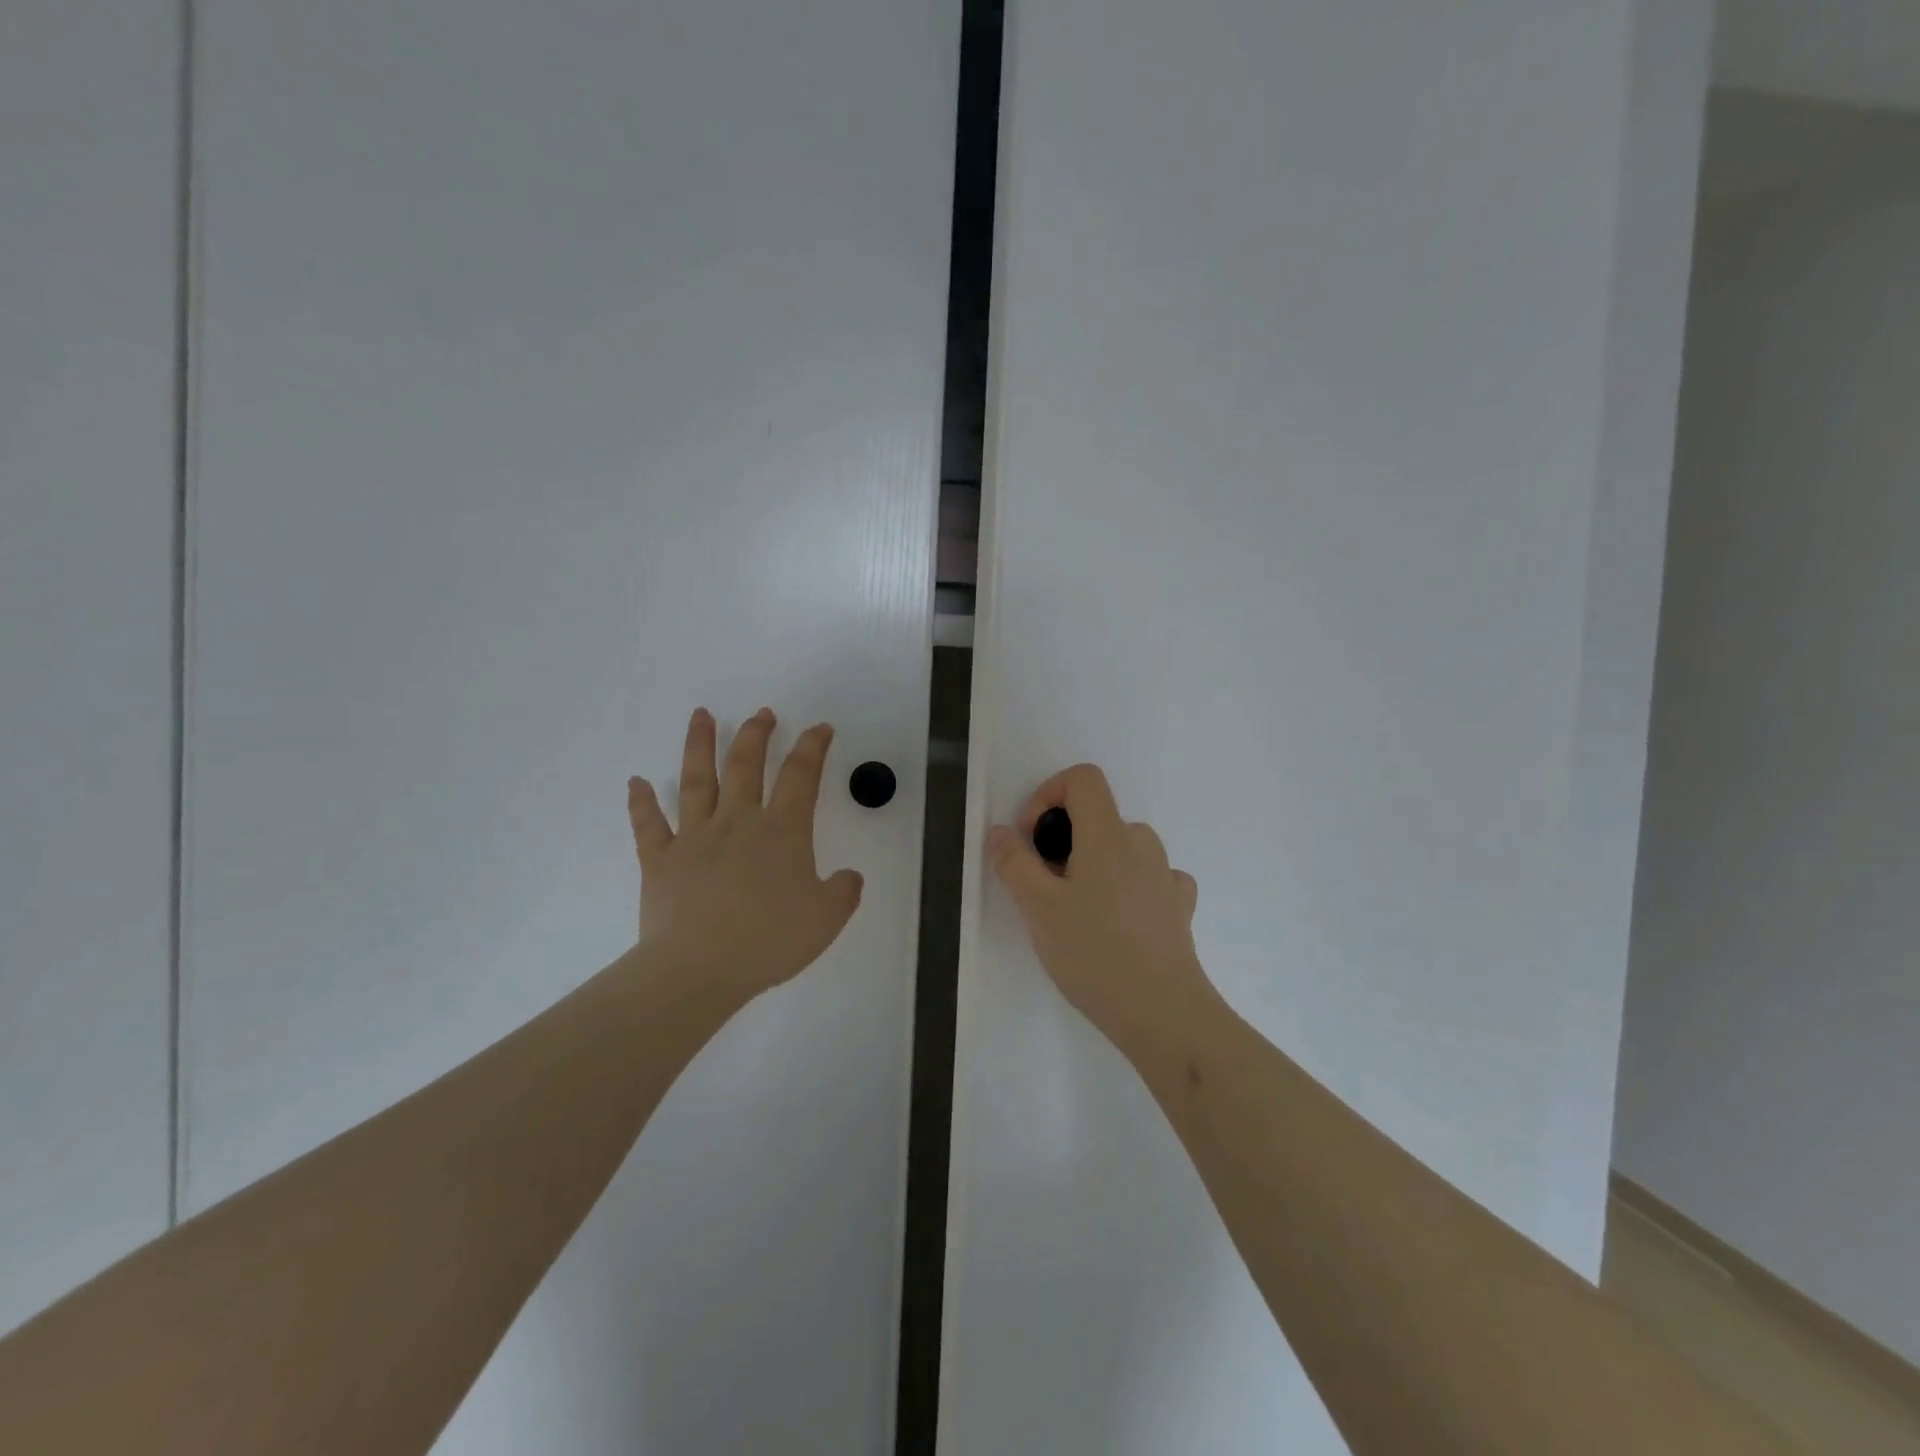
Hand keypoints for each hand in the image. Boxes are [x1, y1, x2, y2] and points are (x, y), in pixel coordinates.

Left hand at [627, 707, 863, 1001]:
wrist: (699, 969)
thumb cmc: (768, 940)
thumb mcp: (826, 919)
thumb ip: (844, 892)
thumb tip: (849, 876)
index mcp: (781, 830)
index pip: (801, 775)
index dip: (813, 747)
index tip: (820, 728)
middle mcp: (737, 821)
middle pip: (745, 764)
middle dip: (756, 734)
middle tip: (762, 714)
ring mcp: (694, 836)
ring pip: (696, 779)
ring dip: (699, 745)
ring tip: (700, 715)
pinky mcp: (660, 859)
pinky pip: (648, 824)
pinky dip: (641, 802)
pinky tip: (635, 782)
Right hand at [988, 763, 1213, 1058]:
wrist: (1164, 1013)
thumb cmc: (1094, 953)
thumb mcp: (1038, 908)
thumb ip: (1014, 863)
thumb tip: (1001, 831)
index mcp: (1108, 834)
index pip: (1082, 778)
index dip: (1048, 795)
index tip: (1033, 840)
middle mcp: (1142, 844)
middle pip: (1097, 817)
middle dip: (1064, 842)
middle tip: (1045, 889)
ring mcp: (1165, 875)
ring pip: (1121, 849)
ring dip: (1094, 865)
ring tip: (1078, 913)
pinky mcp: (1178, 907)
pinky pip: (1146, 878)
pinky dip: (1125, 886)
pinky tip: (1117, 921)